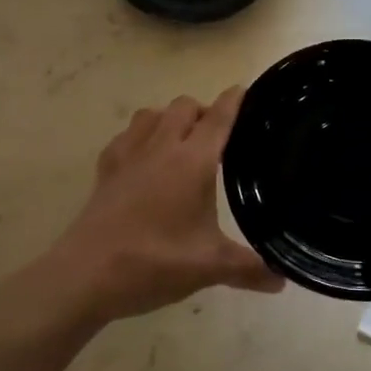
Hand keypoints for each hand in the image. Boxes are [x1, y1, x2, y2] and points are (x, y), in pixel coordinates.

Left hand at [28, 88, 282, 328]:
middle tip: (216, 134)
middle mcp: (161, 147)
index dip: (233, 101)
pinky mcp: (105, 169)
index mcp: (193, 161)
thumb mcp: (209, 267)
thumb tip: (283, 280)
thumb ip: (249, 269)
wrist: (87, 274)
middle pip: (184, 106)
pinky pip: (126, 135)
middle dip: (202, 110)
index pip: (218, 118)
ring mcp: (128, 154)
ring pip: (152, 113)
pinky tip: (144, 158)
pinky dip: (140, 136)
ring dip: (170, 118)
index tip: (244, 90)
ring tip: (181, 140)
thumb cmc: (154, 262)